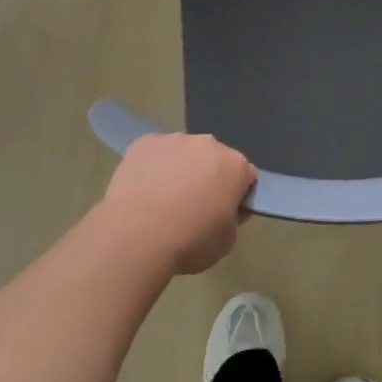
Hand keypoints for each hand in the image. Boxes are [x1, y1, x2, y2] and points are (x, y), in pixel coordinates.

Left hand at [96, 134, 255, 275]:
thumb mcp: (227, 241)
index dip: (237, 194)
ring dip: (180, 170)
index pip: (246, 175)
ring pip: (183, 153)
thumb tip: (225, 208)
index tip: (225, 212)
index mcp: (235, 165)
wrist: (135, 237)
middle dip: (209, 177)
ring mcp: (174, 139)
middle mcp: (208, 144)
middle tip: (193, 207)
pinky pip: (156, 153)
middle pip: (214, 158)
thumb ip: (233, 218)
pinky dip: (153, 167)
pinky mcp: (144, 142)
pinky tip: (143, 191)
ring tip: (162, 201)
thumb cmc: (189, 242)